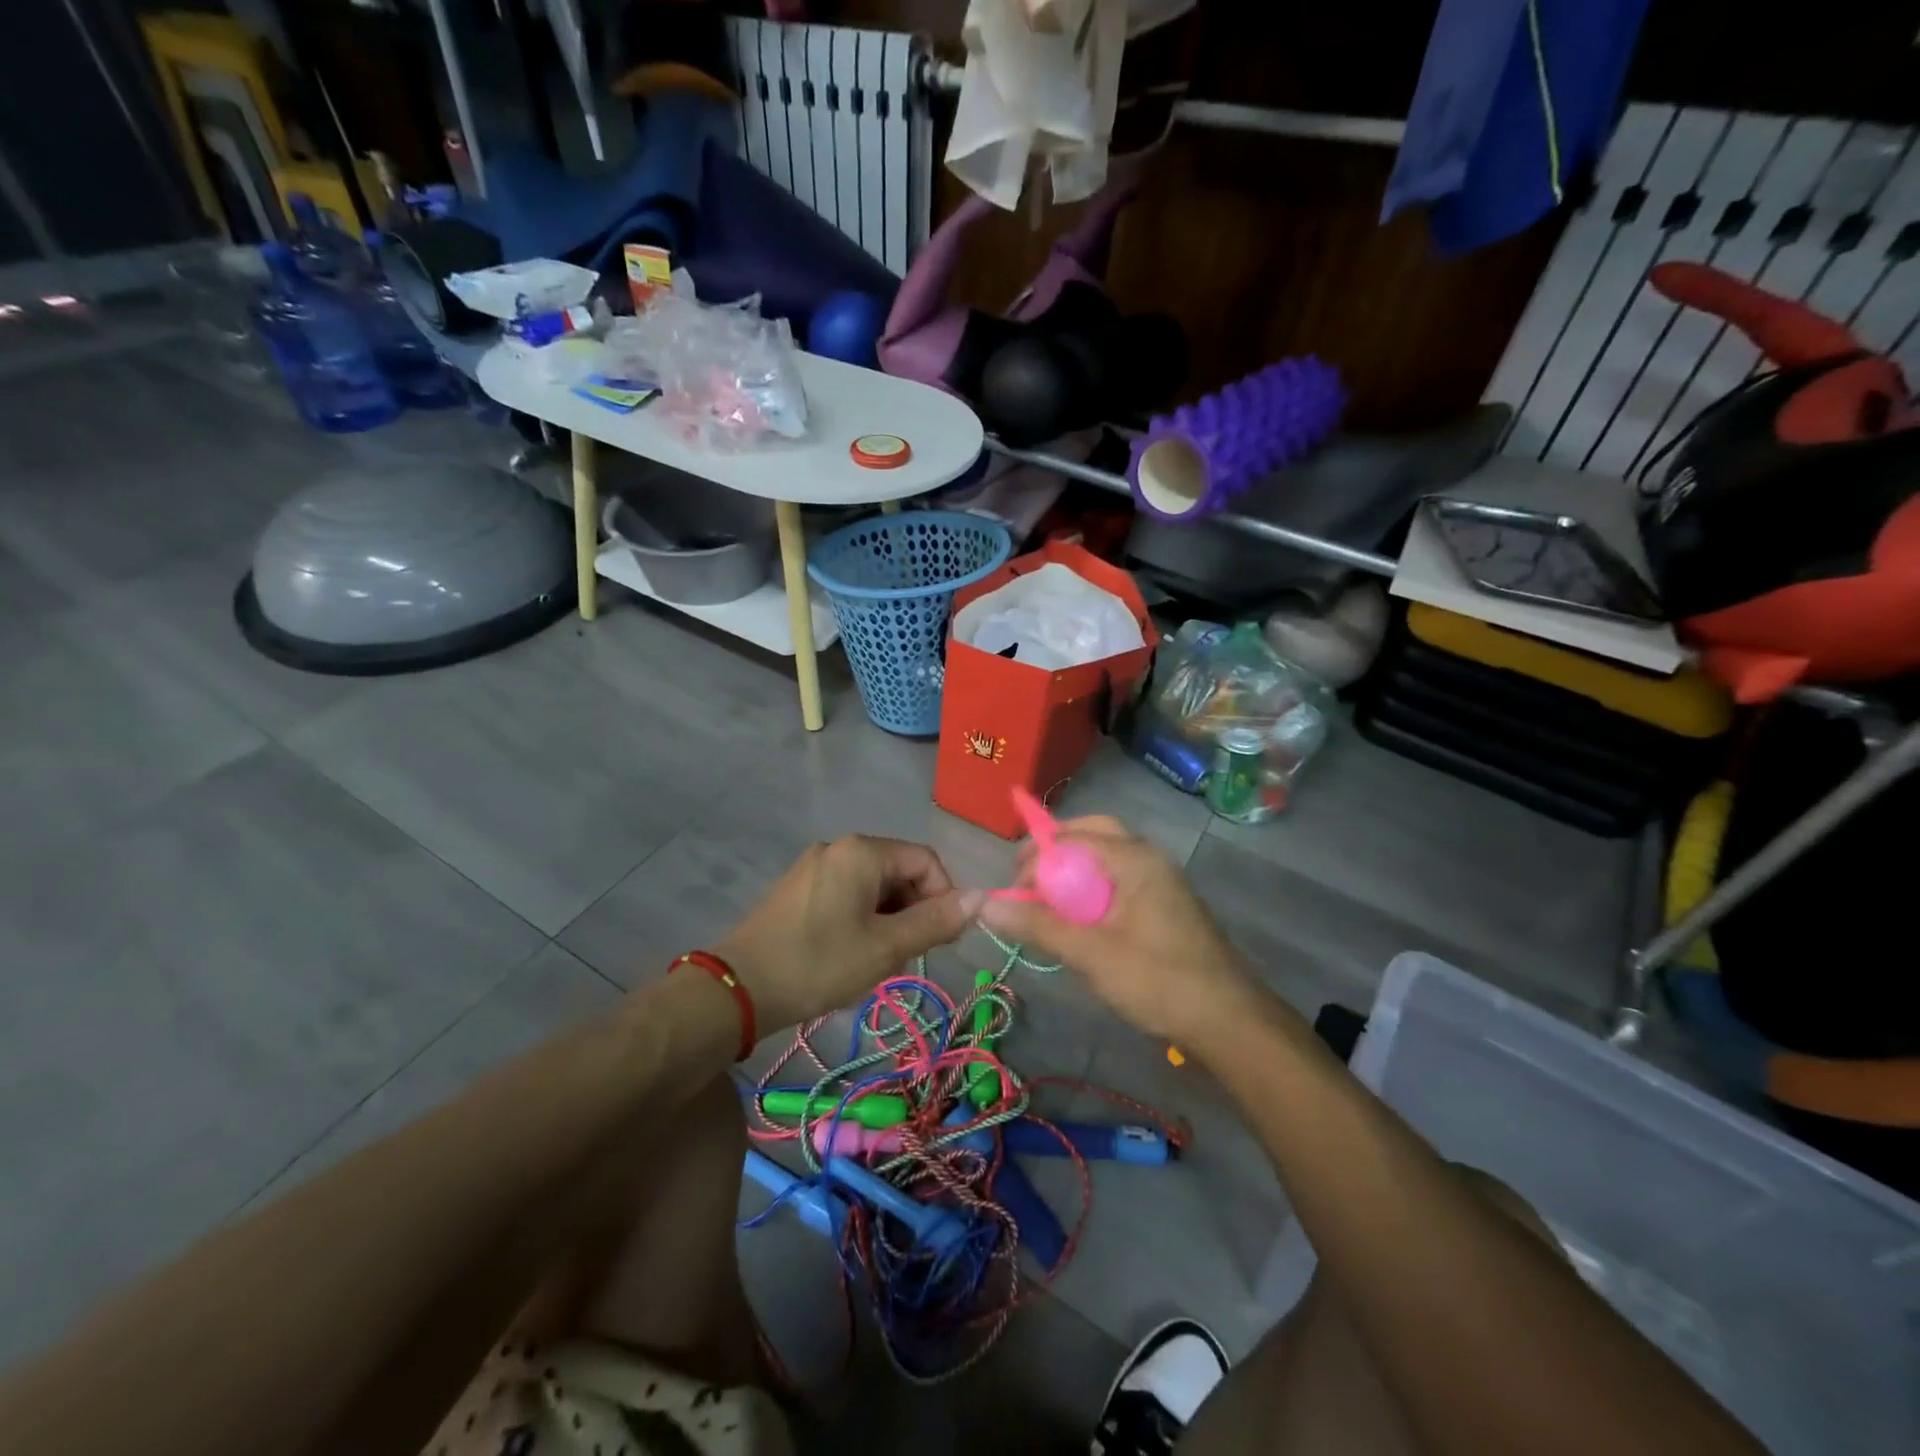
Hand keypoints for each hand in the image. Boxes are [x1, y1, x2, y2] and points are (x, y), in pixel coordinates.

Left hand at [715, 836, 981, 1031]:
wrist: (739, 988)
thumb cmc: (820, 963)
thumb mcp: (886, 947)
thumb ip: (936, 921)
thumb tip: (980, 898)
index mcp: (862, 852)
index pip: (926, 860)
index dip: (944, 897)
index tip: (942, 939)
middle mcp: (839, 848)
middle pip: (899, 871)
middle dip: (914, 911)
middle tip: (908, 955)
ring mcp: (815, 867)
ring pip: (874, 887)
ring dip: (890, 920)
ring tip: (878, 960)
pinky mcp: (798, 889)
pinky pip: (848, 895)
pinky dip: (863, 920)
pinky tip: (852, 955)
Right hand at [980, 816, 1255, 1046]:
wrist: (1228, 1021)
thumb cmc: (1159, 980)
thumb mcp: (1091, 954)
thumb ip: (1038, 926)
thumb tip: (985, 905)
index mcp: (1134, 858)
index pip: (1071, 837)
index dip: (1035, 858)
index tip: (1012, 892)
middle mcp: (1148, 857)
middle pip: (1090, 836)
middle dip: (1054, 854)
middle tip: (1026, 884)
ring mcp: (1159, 879)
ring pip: (1104, 858)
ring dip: (1071, 872)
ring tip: (1046, 904)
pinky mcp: (1163, 903)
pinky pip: (1117, 880)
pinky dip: (1090, 890)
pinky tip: (1077, 922)